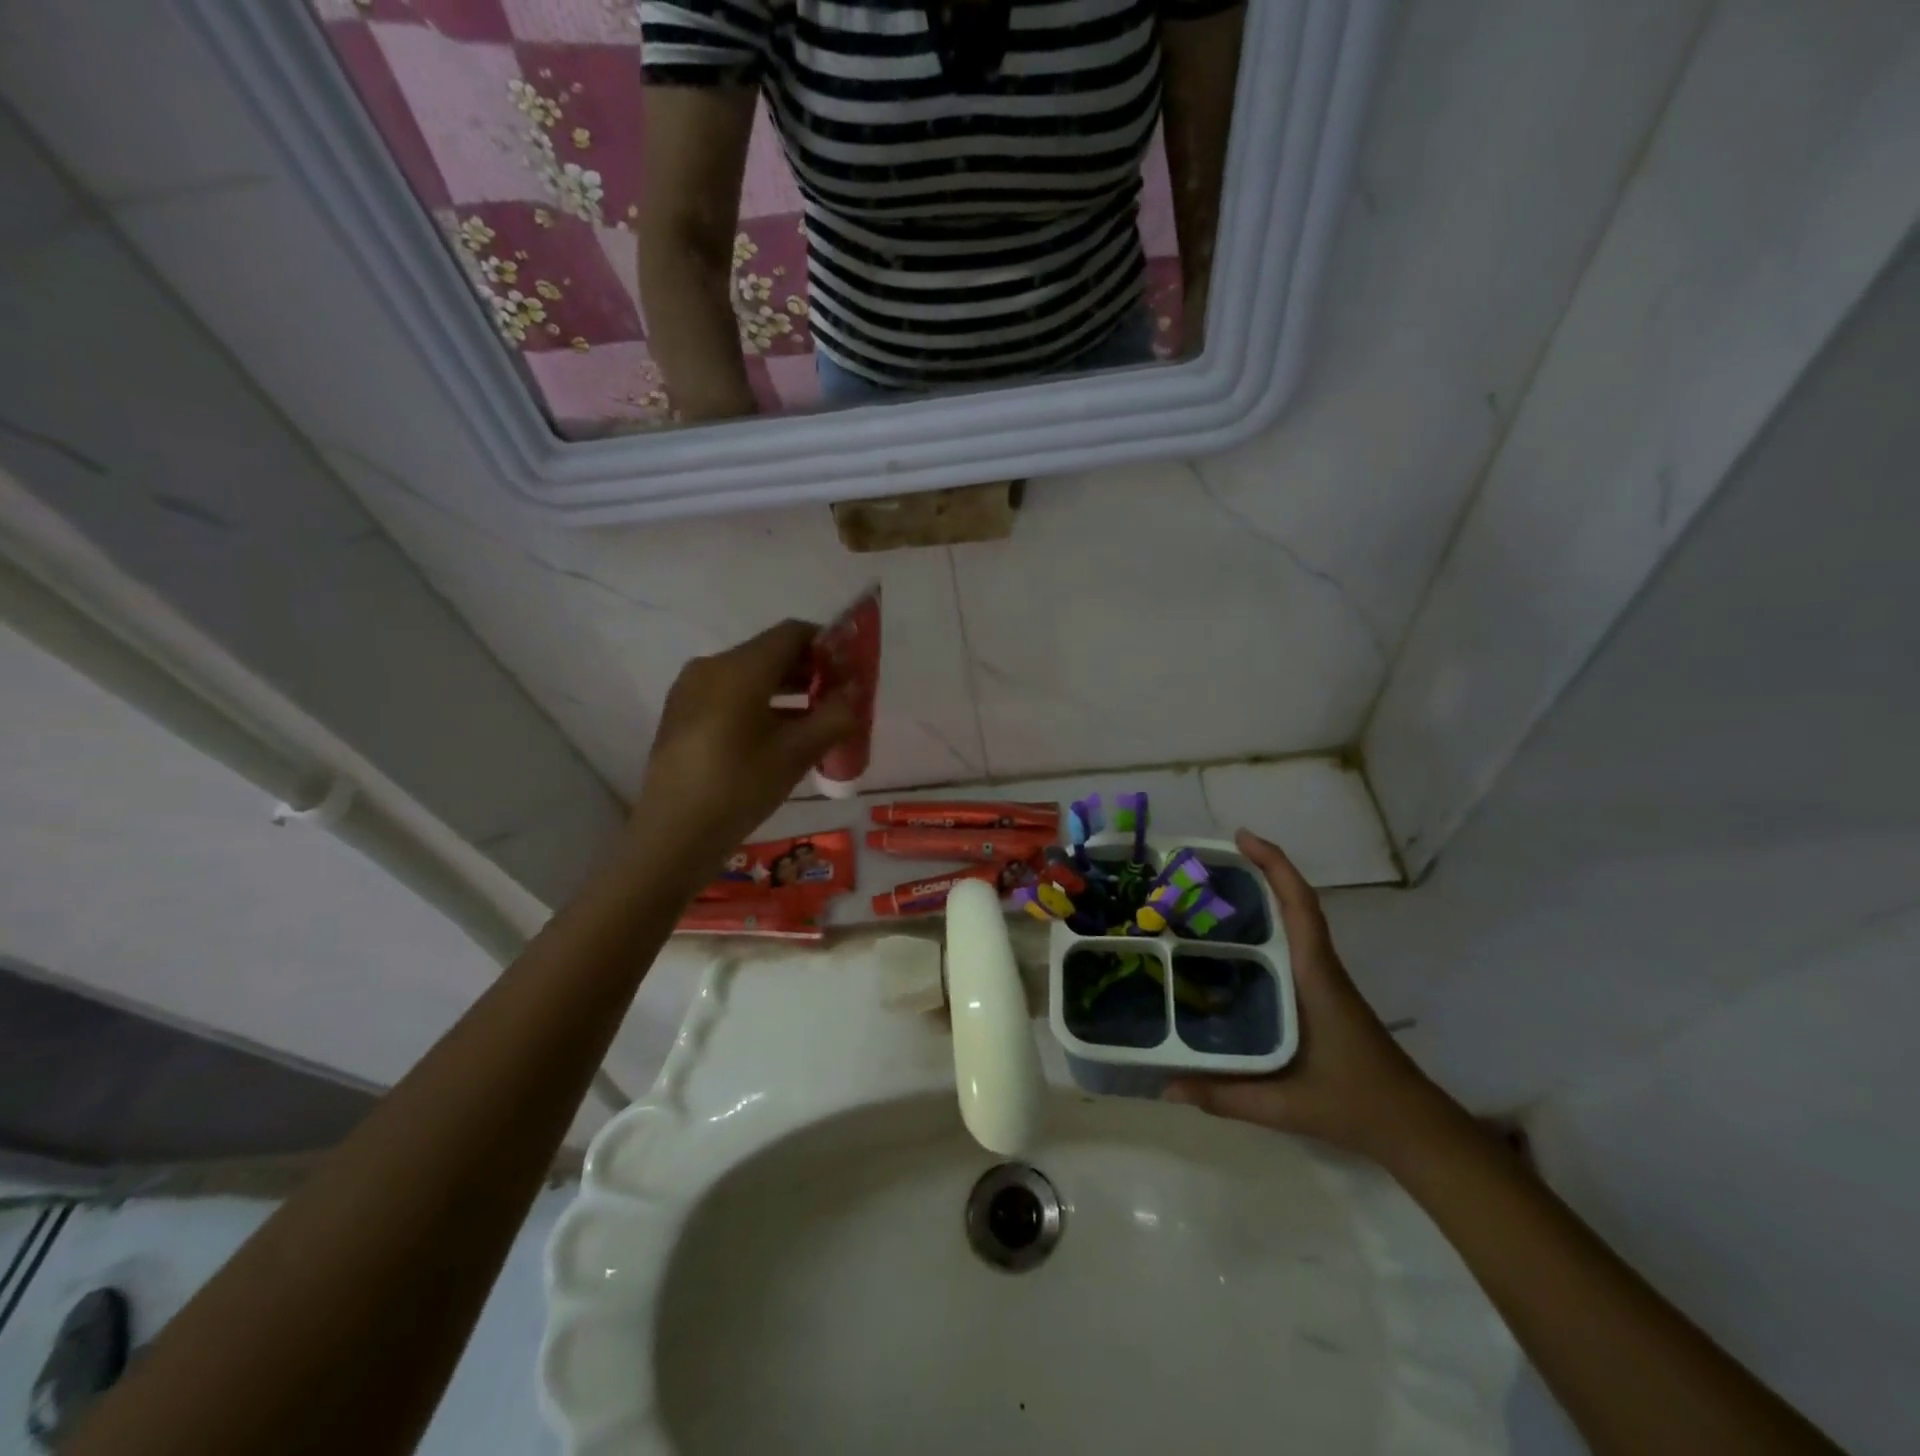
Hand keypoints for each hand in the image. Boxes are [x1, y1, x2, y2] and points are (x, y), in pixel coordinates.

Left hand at [626, 620, 856, 870]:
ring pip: (750, 675)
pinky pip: (729, 694)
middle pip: (770, 653)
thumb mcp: (797, 753)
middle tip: (839, 699)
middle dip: (809, 670)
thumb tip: (855, 693)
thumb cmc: (740, 787)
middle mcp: (712, 666)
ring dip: (786, 689)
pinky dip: (760, 703)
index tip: (851, 672)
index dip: (827, 645)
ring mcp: (691, 689)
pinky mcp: (682, 713)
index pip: (793, 634)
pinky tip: (778, 736)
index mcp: (740, 668)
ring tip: (815, 720)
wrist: (674, 834)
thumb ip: (834, 716)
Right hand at [1164, 830, 1450, 1161]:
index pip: (1300, 907)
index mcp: (1316, 978)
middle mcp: (1320, 968)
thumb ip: (1224, 1095)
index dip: (1275, 866)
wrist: (1414, 1128)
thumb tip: (1164, 1084)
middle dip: (1259, 872)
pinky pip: (1292, 944)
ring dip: (1263, 896)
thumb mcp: (1286, 1106)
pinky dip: (1267, 926)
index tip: (1242, 837)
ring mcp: (1324, 979)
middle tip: (1206, 864)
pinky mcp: (1322, 993)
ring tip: (1209, 892)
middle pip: (1294, 904)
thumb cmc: (1356, 1105)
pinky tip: (1233, 943)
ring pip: (1295, 922)